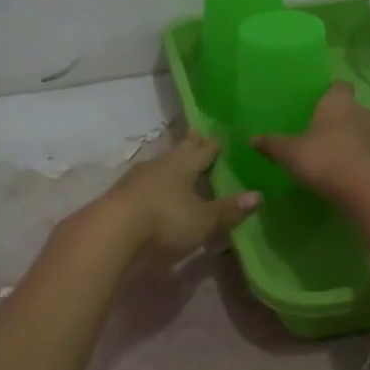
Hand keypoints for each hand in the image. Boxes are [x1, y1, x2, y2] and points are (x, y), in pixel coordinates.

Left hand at [96, 133, 260, 260]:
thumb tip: (258, 195)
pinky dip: (152, 185)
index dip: (213, 145)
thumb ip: (228, 209)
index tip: (220, 136)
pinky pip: (142, 184)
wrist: (111, 233)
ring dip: (168, 165)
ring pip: (158, 166)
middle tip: (197, 136)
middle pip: (177, 152)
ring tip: (176, 164)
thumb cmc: (165, 221)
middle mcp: (159, 165)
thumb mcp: (203, 220)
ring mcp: (135, 179)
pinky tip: (152, 190)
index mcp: (183, 164)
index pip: (203, 150)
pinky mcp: (119, 197)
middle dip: (189, 146)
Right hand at [254, 83, 369, 201]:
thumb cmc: (324, 159)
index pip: (338, 86)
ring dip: (353, 140)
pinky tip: (348, 175)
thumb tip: (251, 140)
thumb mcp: (290, 153)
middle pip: (351, 109)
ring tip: (334, 157)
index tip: (318, 104)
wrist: (368, 190)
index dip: (329, 93)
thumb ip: (272, 145)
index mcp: (338, 101)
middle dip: (339, 119)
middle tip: (320, 134)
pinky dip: (362, 160)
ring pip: (364, 131)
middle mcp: (363, 111)